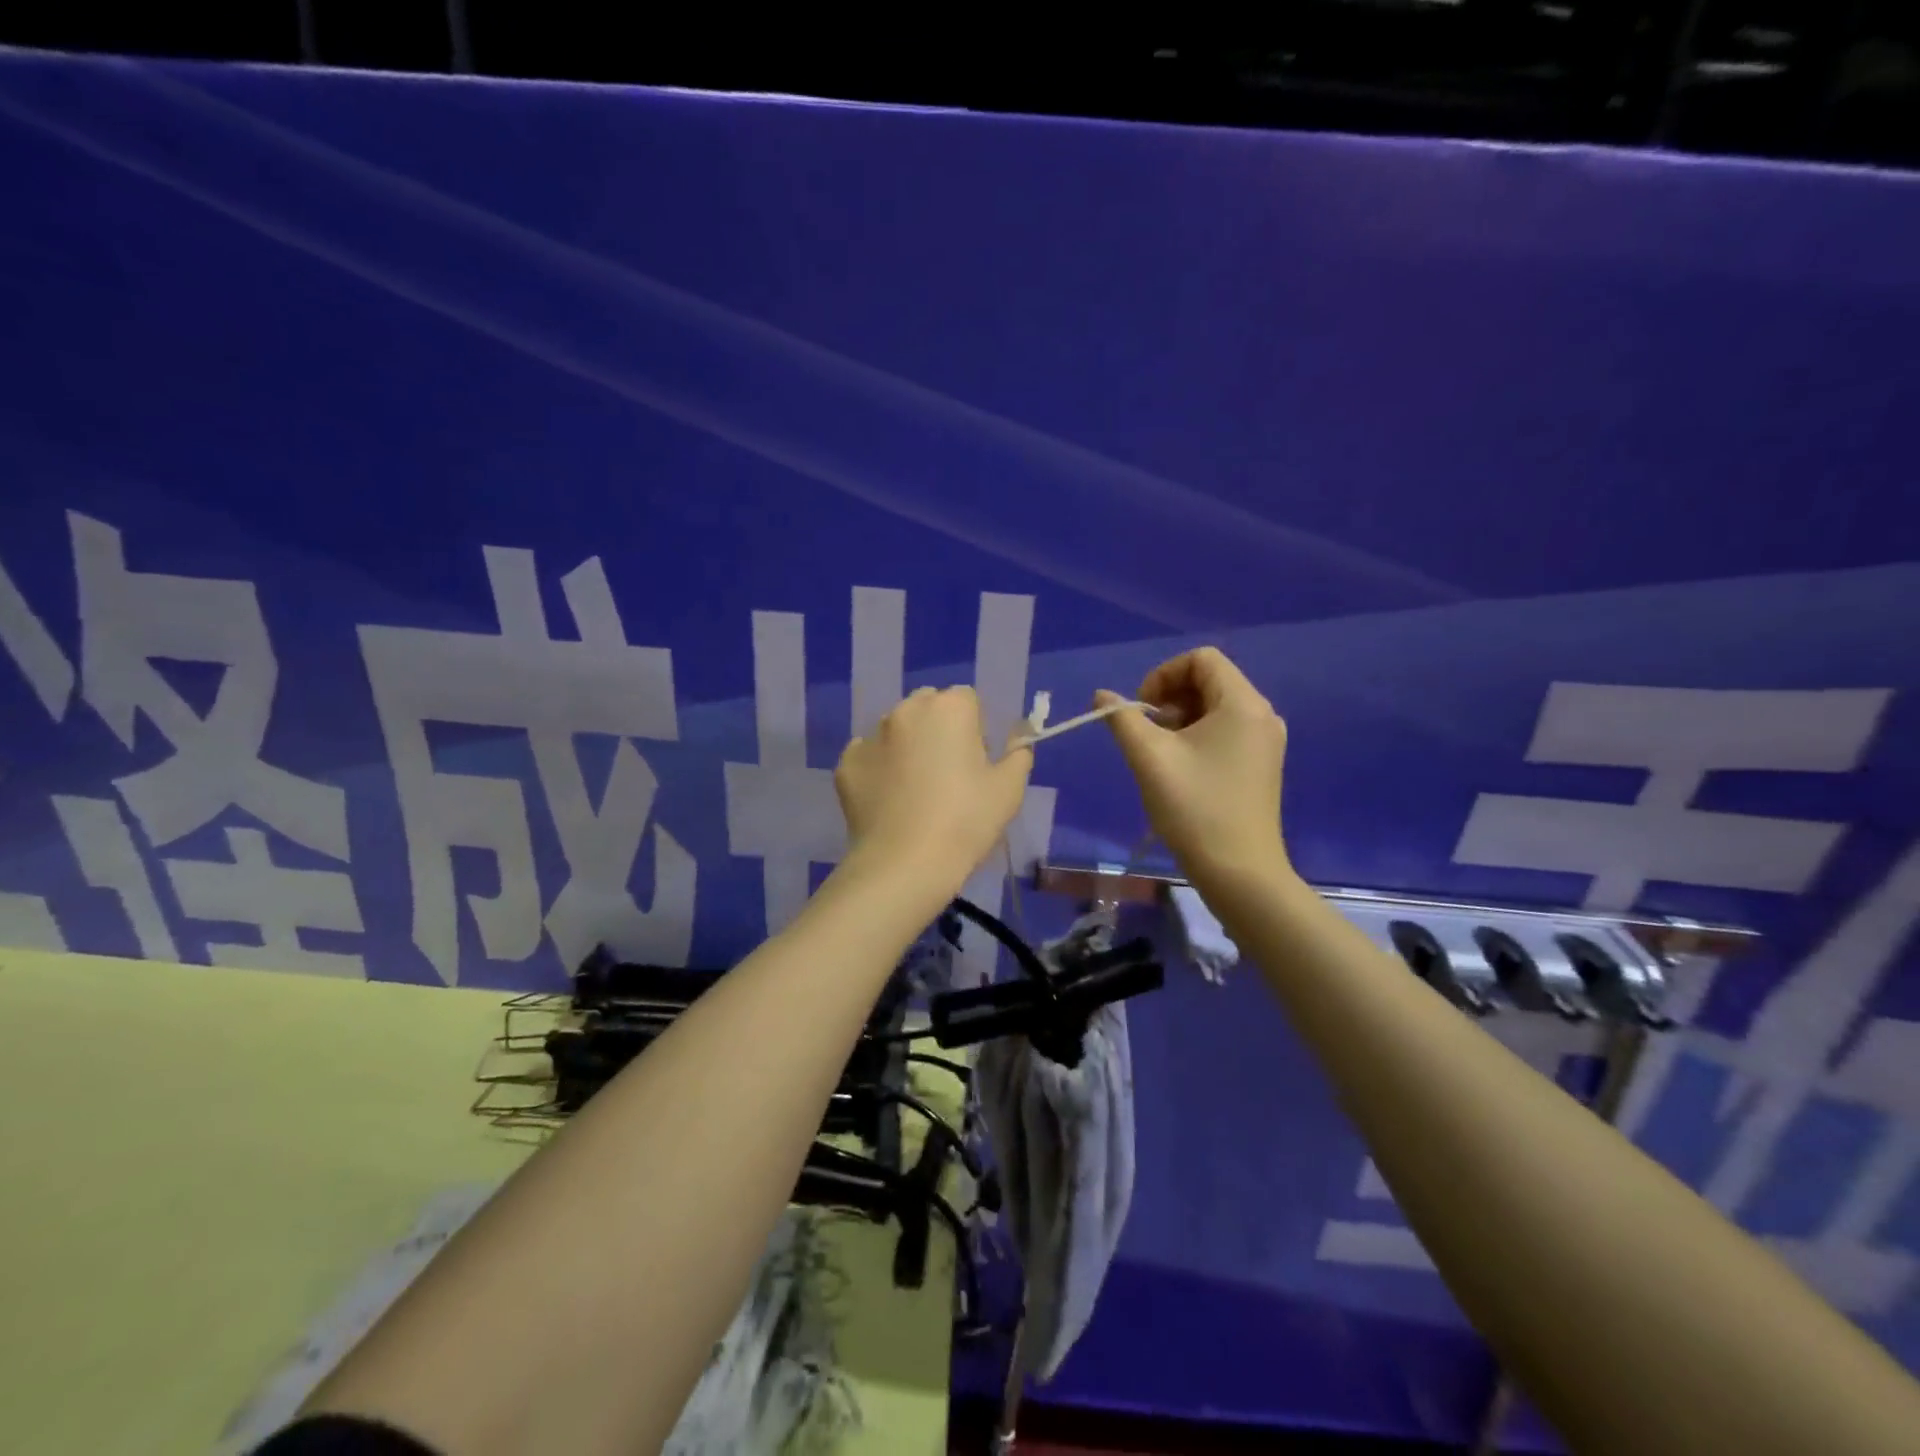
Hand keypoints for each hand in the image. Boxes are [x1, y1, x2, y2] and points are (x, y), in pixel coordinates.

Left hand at [834, 686, 1032, 894]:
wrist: (904, 865)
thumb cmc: (966, 822)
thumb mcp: (1009, 790)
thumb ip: (1018, 754)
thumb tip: (1016, 741)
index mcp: (949, 708)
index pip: (967, 700)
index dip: (976, 727)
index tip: (977, 761)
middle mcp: (906, 710)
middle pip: (927, 706)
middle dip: (938, 728)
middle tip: (947, 772)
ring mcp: (870, 736)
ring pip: (895, 729)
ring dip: (907, 745)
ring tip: (914, 789)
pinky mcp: (846, 764)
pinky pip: (868, 756)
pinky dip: (878, 769)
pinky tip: (888, 801)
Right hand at [1099, 648, 1290, 886]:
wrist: (1239, 873)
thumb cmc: (1194, 808)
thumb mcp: (1149, 758)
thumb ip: (1121, 719)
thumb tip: (1102, 696)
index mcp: (1242, 704)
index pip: (1201, 659)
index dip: (1163, 674)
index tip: (1142, 711)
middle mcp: (1262, 714)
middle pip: (1210, 680)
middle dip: (1170, 698)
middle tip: (1147, 733)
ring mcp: (1266, 741)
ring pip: (1216, 707)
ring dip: (1180, 718)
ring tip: (1160, 753)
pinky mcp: (1262, 764)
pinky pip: (1226, 730)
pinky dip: (1198, 736)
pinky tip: (1181, 768)